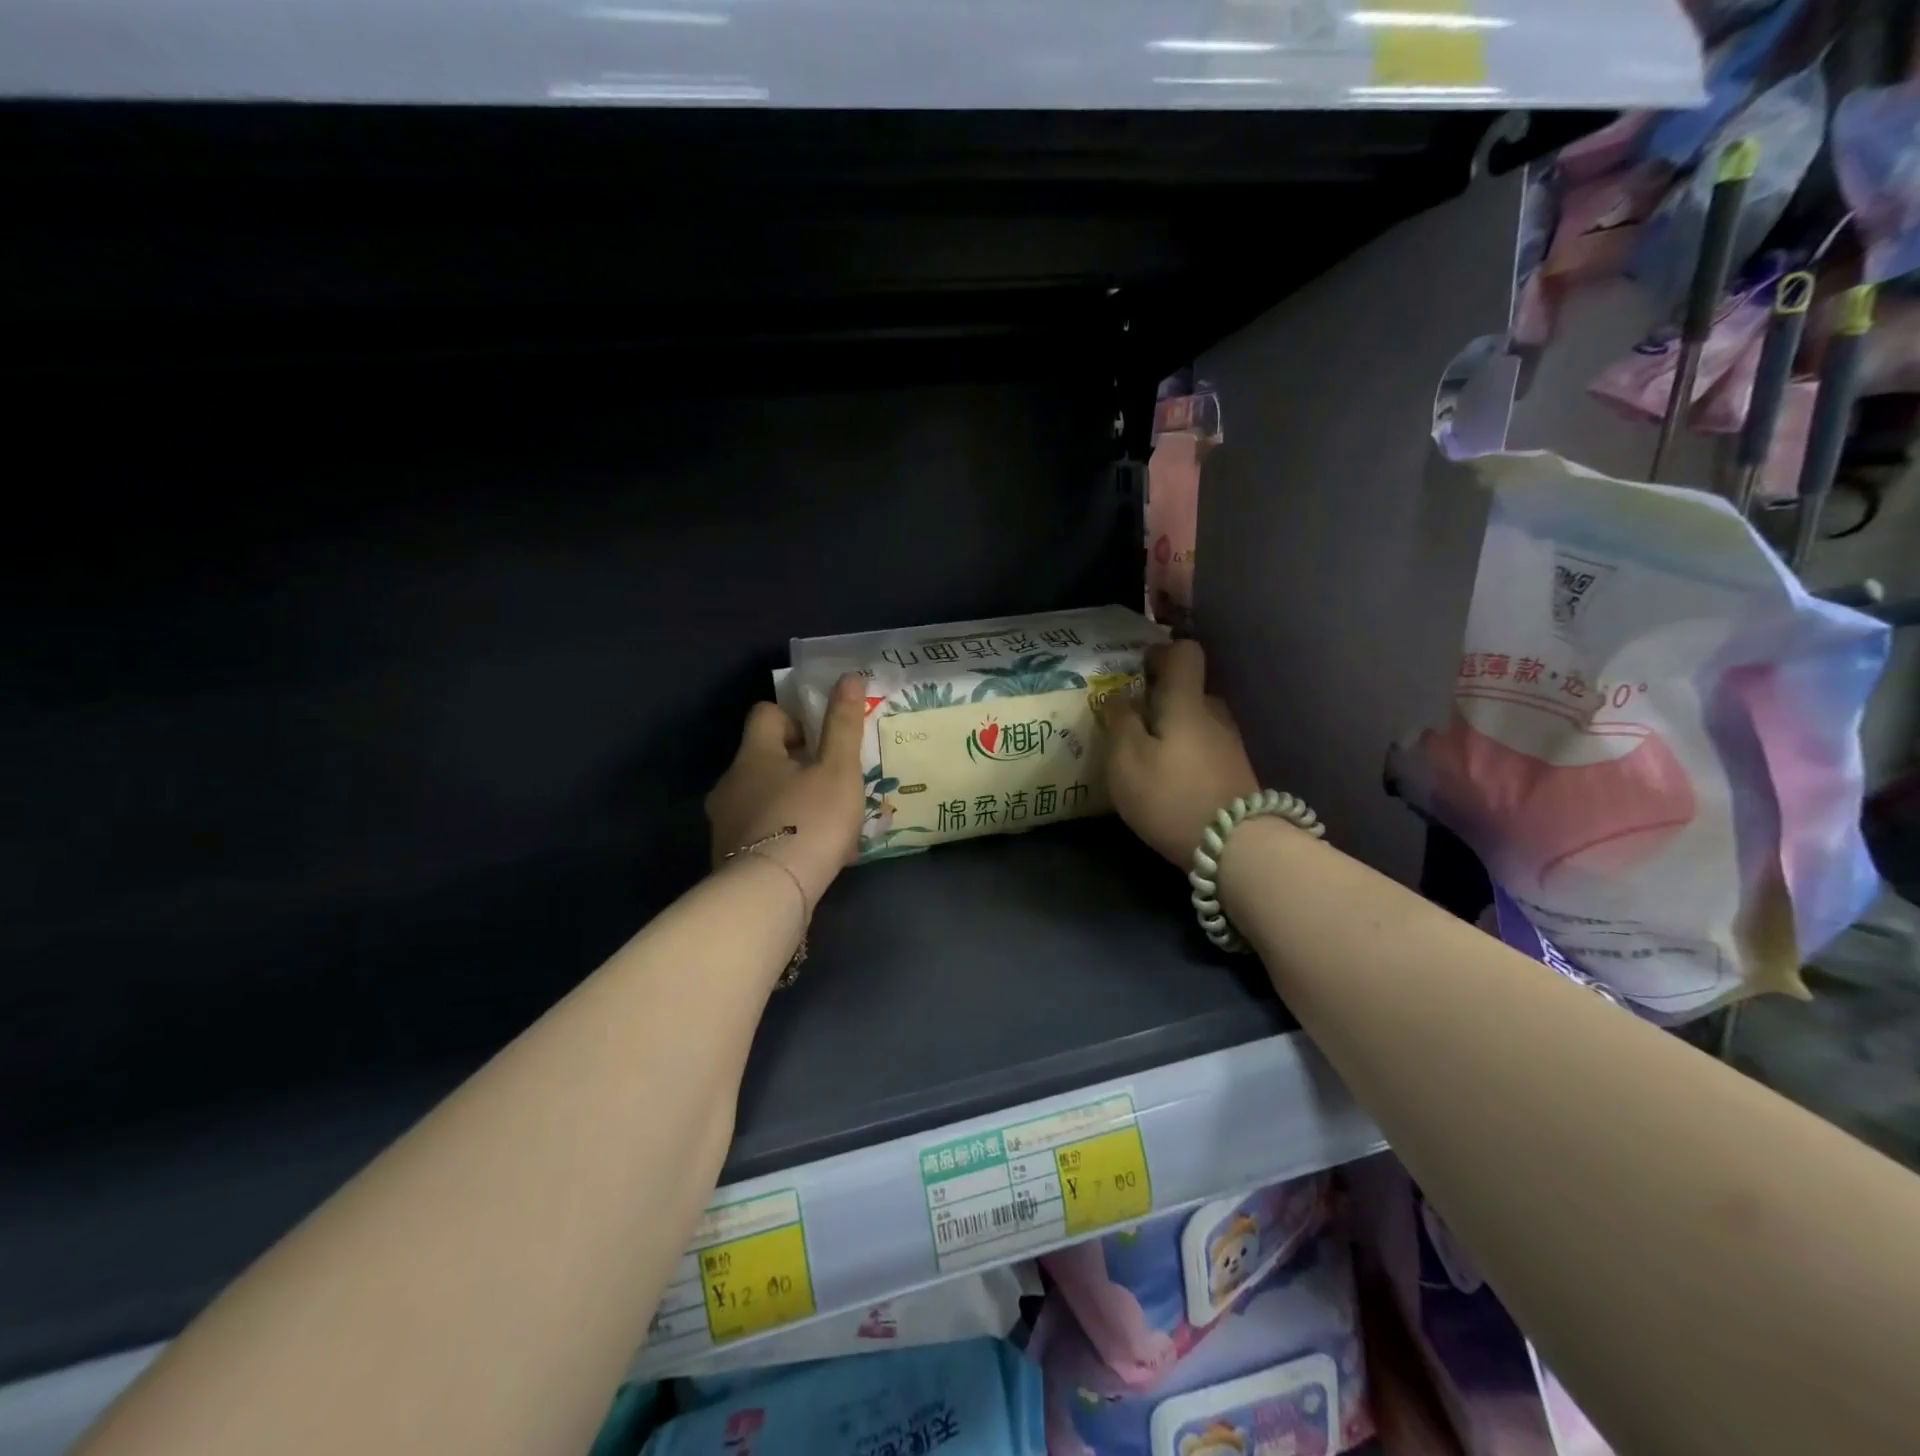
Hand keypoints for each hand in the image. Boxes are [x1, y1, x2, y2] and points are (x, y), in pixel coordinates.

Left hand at [705, 673, 867, 913]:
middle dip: (800, 765)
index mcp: (753, 755)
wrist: (769, 895)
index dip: (795, 717)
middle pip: (764, 758)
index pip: (765, 714)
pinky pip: (763, 831)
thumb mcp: (838, 770)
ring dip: (794, 801)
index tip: (822, 738)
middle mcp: (730, 783)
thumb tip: (848, 676)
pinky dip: (786, 833)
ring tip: (831, 824)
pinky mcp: (730, 856)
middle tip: (834, 782)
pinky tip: (816, 855)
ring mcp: (725, 822)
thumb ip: (843, 724)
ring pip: (764, 797)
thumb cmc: (809, 821)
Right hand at [1103, 640, 1259, 867]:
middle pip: (1189, 689)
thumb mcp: (1126, 759)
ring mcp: (1230, 744)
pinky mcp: (1235, 773)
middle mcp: (1214, 714)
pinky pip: (1205, 747)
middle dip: (1161, 698)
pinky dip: (1186, 753)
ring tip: (1147, 755)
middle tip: (1131, 721)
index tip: (1137, 671)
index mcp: (1187, 701)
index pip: (1185, 653)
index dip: (1161, 653)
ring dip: (1173, 729)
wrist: (1235, 847)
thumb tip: (1120, 696)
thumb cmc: (1170, 795)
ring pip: (1198, 721)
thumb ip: (1120, 721)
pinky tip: (1169, 779)